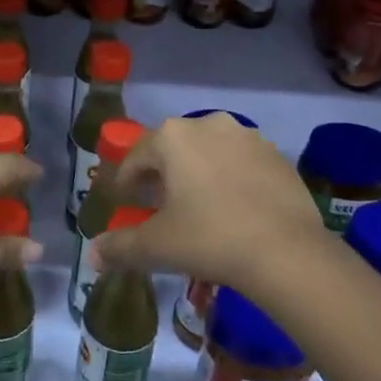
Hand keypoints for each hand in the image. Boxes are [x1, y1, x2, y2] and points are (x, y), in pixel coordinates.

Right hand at [89, 113, 332, 307]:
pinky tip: (233, 212)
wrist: (287, 253)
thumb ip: (119, 247)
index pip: (135, 157)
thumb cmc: (209, 238)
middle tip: (157, 208)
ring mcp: (248, 137)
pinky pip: (241, 165)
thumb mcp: (156, 246)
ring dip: (197, 176)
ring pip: (209, 154)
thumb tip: (94, 255)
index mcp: (172, 137)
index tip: (123, 206)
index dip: (124, 183)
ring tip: (197, 210)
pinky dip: (229, 182)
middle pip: (172, 151)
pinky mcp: (278, 156)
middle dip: (161, 177)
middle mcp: (208, 124)